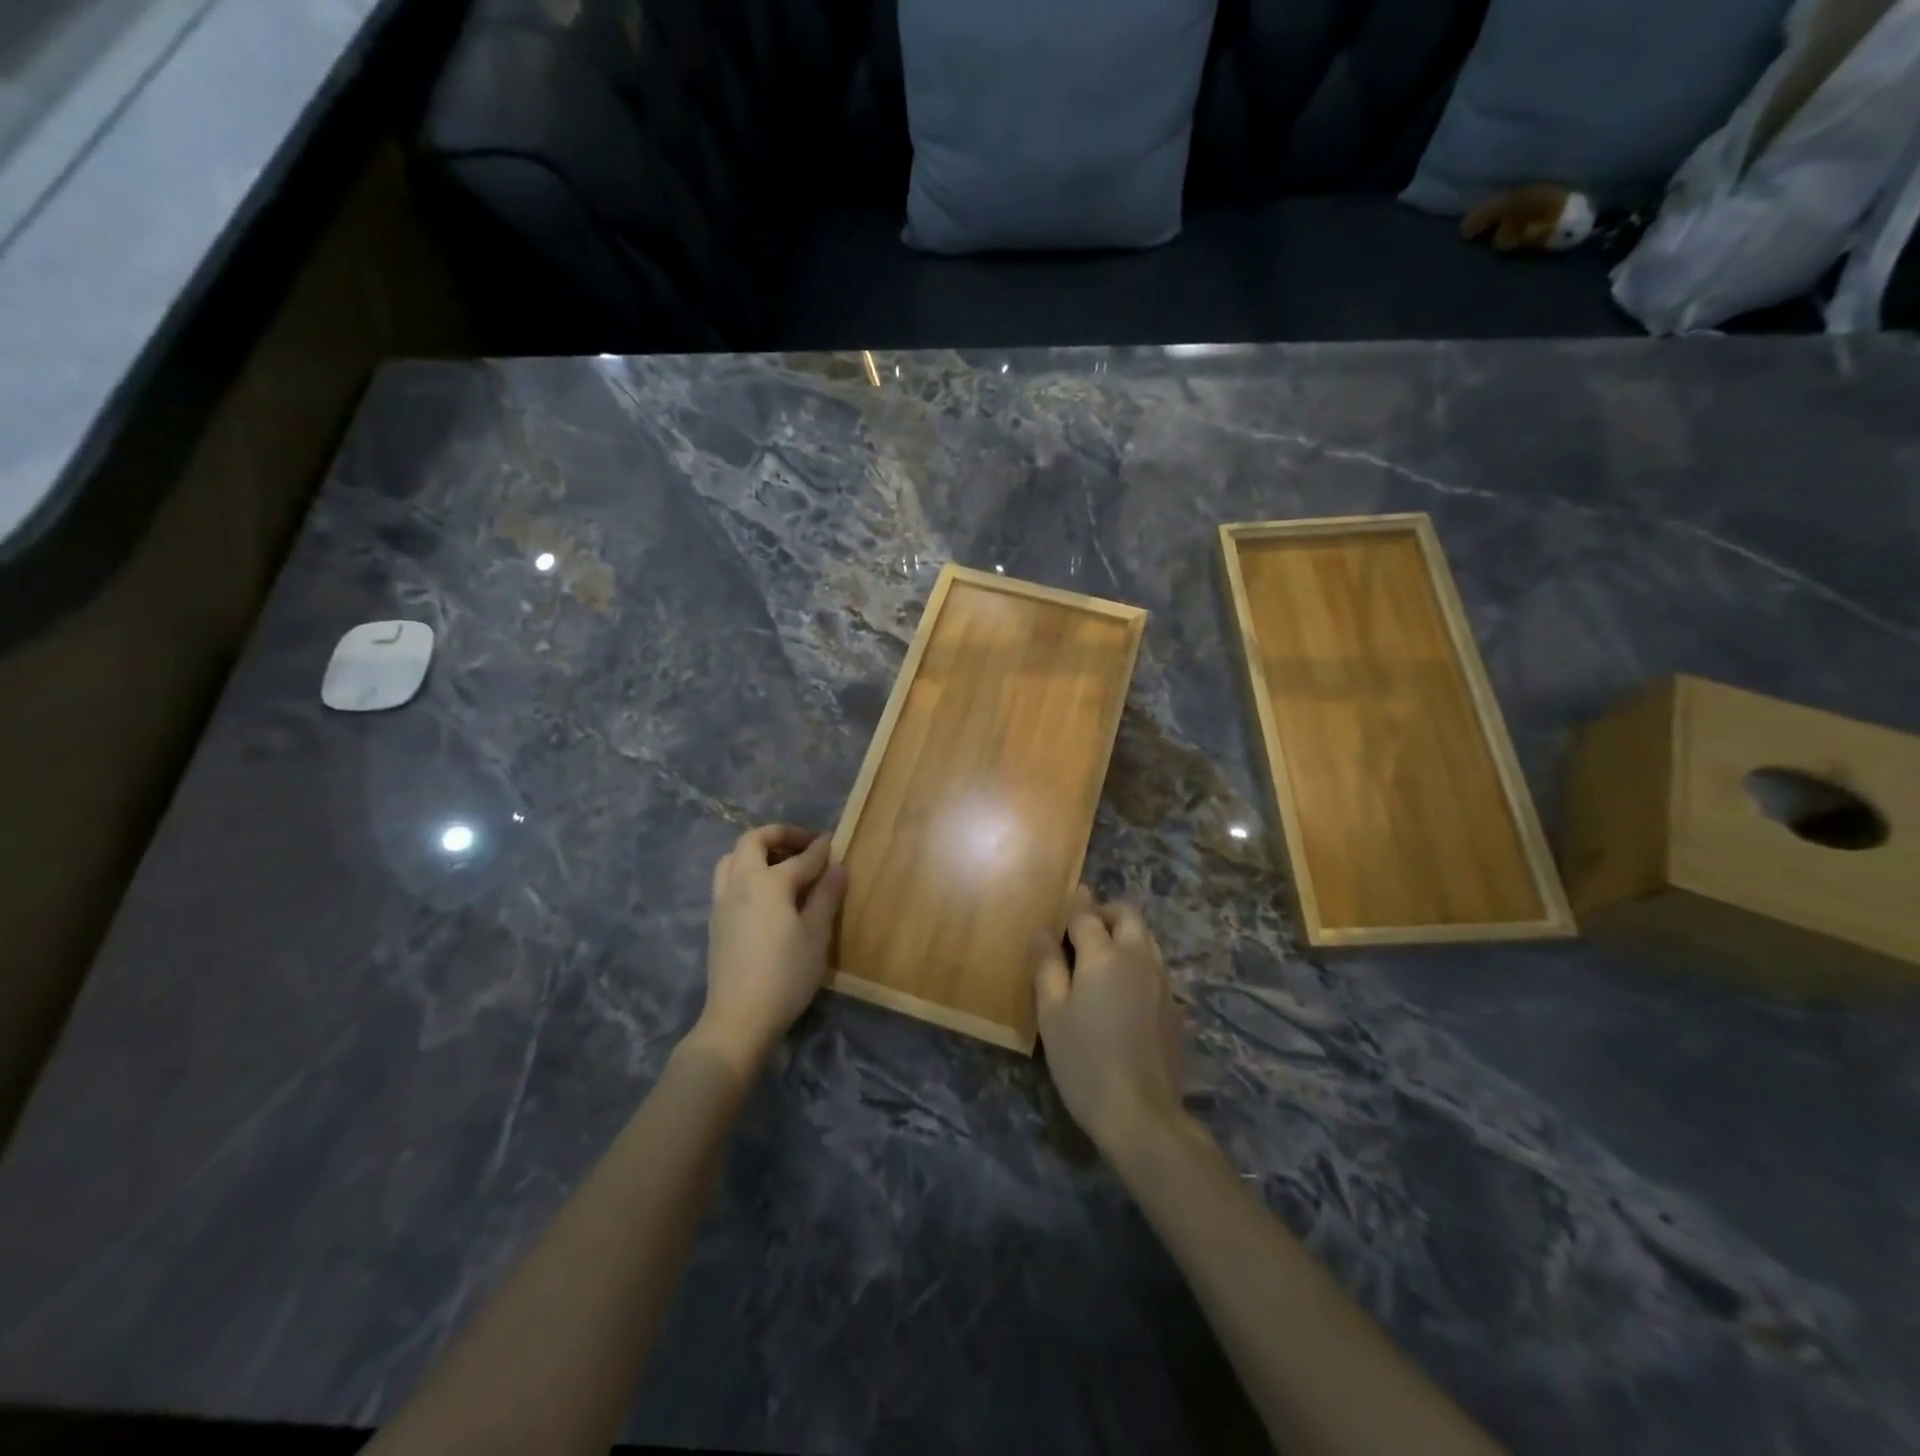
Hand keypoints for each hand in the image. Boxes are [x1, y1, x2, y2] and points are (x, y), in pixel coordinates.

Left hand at [691, 824, 846, 1073]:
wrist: (739, 1018)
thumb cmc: (786, 976)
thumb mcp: (816, 935)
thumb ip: (826, 896)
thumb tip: (837, 867)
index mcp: (768, 882)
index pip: (801, 858)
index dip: (820, 848)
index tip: (833, 841)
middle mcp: (740, 883)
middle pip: (753, 841)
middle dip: (780, 835)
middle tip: (804, 845)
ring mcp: (722, 901)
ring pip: (733, 858)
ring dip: (757, 851)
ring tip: (781, 863)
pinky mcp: (715, 920)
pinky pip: (727, 879)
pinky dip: (746, 871)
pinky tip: (765, 893)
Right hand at [1034, 886, 1186, 1158]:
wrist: (1142, 1115)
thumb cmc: (1084, 1062)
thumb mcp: (1052, 1014)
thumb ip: (1047, 966)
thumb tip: (1043, 932)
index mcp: (1105, 956)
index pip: (1088, 915)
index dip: (1076, 903)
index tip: (1071, 894)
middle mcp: (1139, 959)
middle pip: (1128, 915)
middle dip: (1106, 911)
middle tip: (1083, 927)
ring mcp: (1162, 982)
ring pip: (1146, 938)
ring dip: (1125, 933)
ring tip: (1101, 954)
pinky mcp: (1174, 1007)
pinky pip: (1155, 964)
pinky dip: (1137, 958)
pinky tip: (1121, 987)